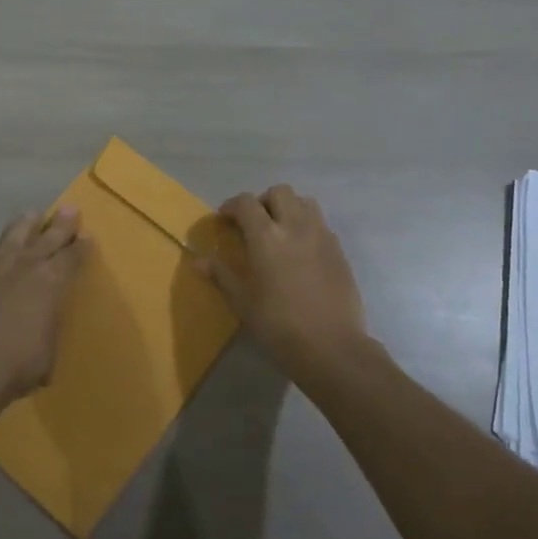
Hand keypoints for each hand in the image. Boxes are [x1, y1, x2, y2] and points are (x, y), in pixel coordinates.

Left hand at [0, 208, 88, 412]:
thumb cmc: (15, 366)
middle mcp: (25, 264)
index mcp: (52, 282)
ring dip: (26, 224)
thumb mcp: (47, 352)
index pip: (73, 257)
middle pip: (48, 236)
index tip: (86, 235)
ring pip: (14, 234)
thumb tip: (42, 325)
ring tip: (32, 215)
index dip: (81, 245)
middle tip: (69, 208)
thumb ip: (47, 327)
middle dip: (62, 223)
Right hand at [194, 185, 368, 373]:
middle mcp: (295, 227)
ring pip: (305, 202)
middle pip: (280, 192)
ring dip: (289, 208)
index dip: (232, 206)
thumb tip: (198, 261)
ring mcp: (321, 236)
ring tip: (280, 231)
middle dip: (263, 201)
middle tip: (254, 223)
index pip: (246, 202)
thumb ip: (222, 276)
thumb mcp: (243, 303)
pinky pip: (321, 224)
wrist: (331, 346)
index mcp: (266, 237)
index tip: (224, 219)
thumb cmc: (279, 325)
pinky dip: (307, 226)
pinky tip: (301, 252)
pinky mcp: (339, 250)